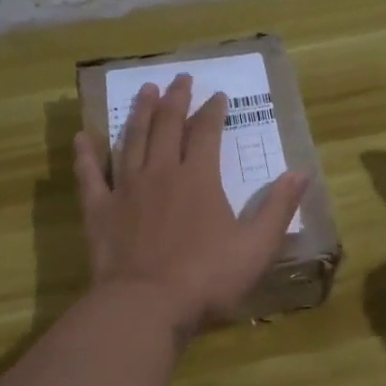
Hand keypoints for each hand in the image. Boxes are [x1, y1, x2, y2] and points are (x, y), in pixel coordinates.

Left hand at [72, 74, 310, 336]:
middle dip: (175, 100)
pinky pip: (89, 175)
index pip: (206, 132)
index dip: (213, 111)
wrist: (146, 306)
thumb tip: (302, 172)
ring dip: (139, 114)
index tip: (217, 96)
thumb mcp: (257, 246)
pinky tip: (82, 137)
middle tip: (179, 79)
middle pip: (166, 126)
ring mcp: (126, 189)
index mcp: (199, 178)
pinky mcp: (99, 211)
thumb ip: (279, 207)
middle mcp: (160, 173)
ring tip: (144, 91)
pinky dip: (85, 155)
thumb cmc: (207, 278)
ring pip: (131, 140)